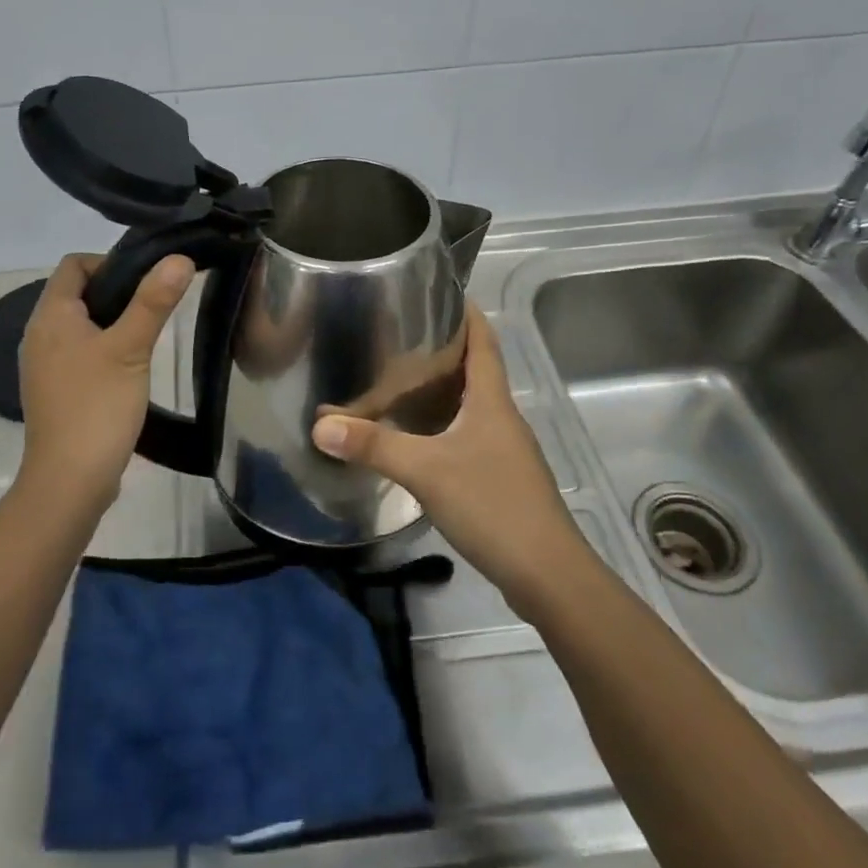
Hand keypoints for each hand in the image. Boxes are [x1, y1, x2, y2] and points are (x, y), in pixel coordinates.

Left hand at [16, 252, 194, 509]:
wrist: (70, 481)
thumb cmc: (97, 407)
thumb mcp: (131, 348)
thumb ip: (153, 301)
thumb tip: (179, 258)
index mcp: (50, 316)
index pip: (74, 264)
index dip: (110, 262)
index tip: (147, 280)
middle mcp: (39, 334)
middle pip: (77, 293)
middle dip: (117, 292)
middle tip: (155, 305)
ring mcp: (44, 365)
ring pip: (80, 324)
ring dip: (112, 321)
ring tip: (147, 334)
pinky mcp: (55, 390)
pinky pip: (79, 353)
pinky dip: (103, 349)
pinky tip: (130, 367)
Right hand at [311, 307, 591, 611]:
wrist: (547, 575)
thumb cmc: (492, 504)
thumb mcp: (426, 470)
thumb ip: (373, 446)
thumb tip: (320, 424)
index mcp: (492, 401)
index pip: (484, 341)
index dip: (467, 313)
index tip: (441, 292)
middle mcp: (503, 418)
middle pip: (477, 370)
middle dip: (445, 350)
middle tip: (401, 336)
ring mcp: (506, 450)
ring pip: (472, 406)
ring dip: (444, 390)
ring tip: (401, 382)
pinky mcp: (502, 479)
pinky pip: (470, 437)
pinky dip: (445, 426)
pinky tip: (419, 439)